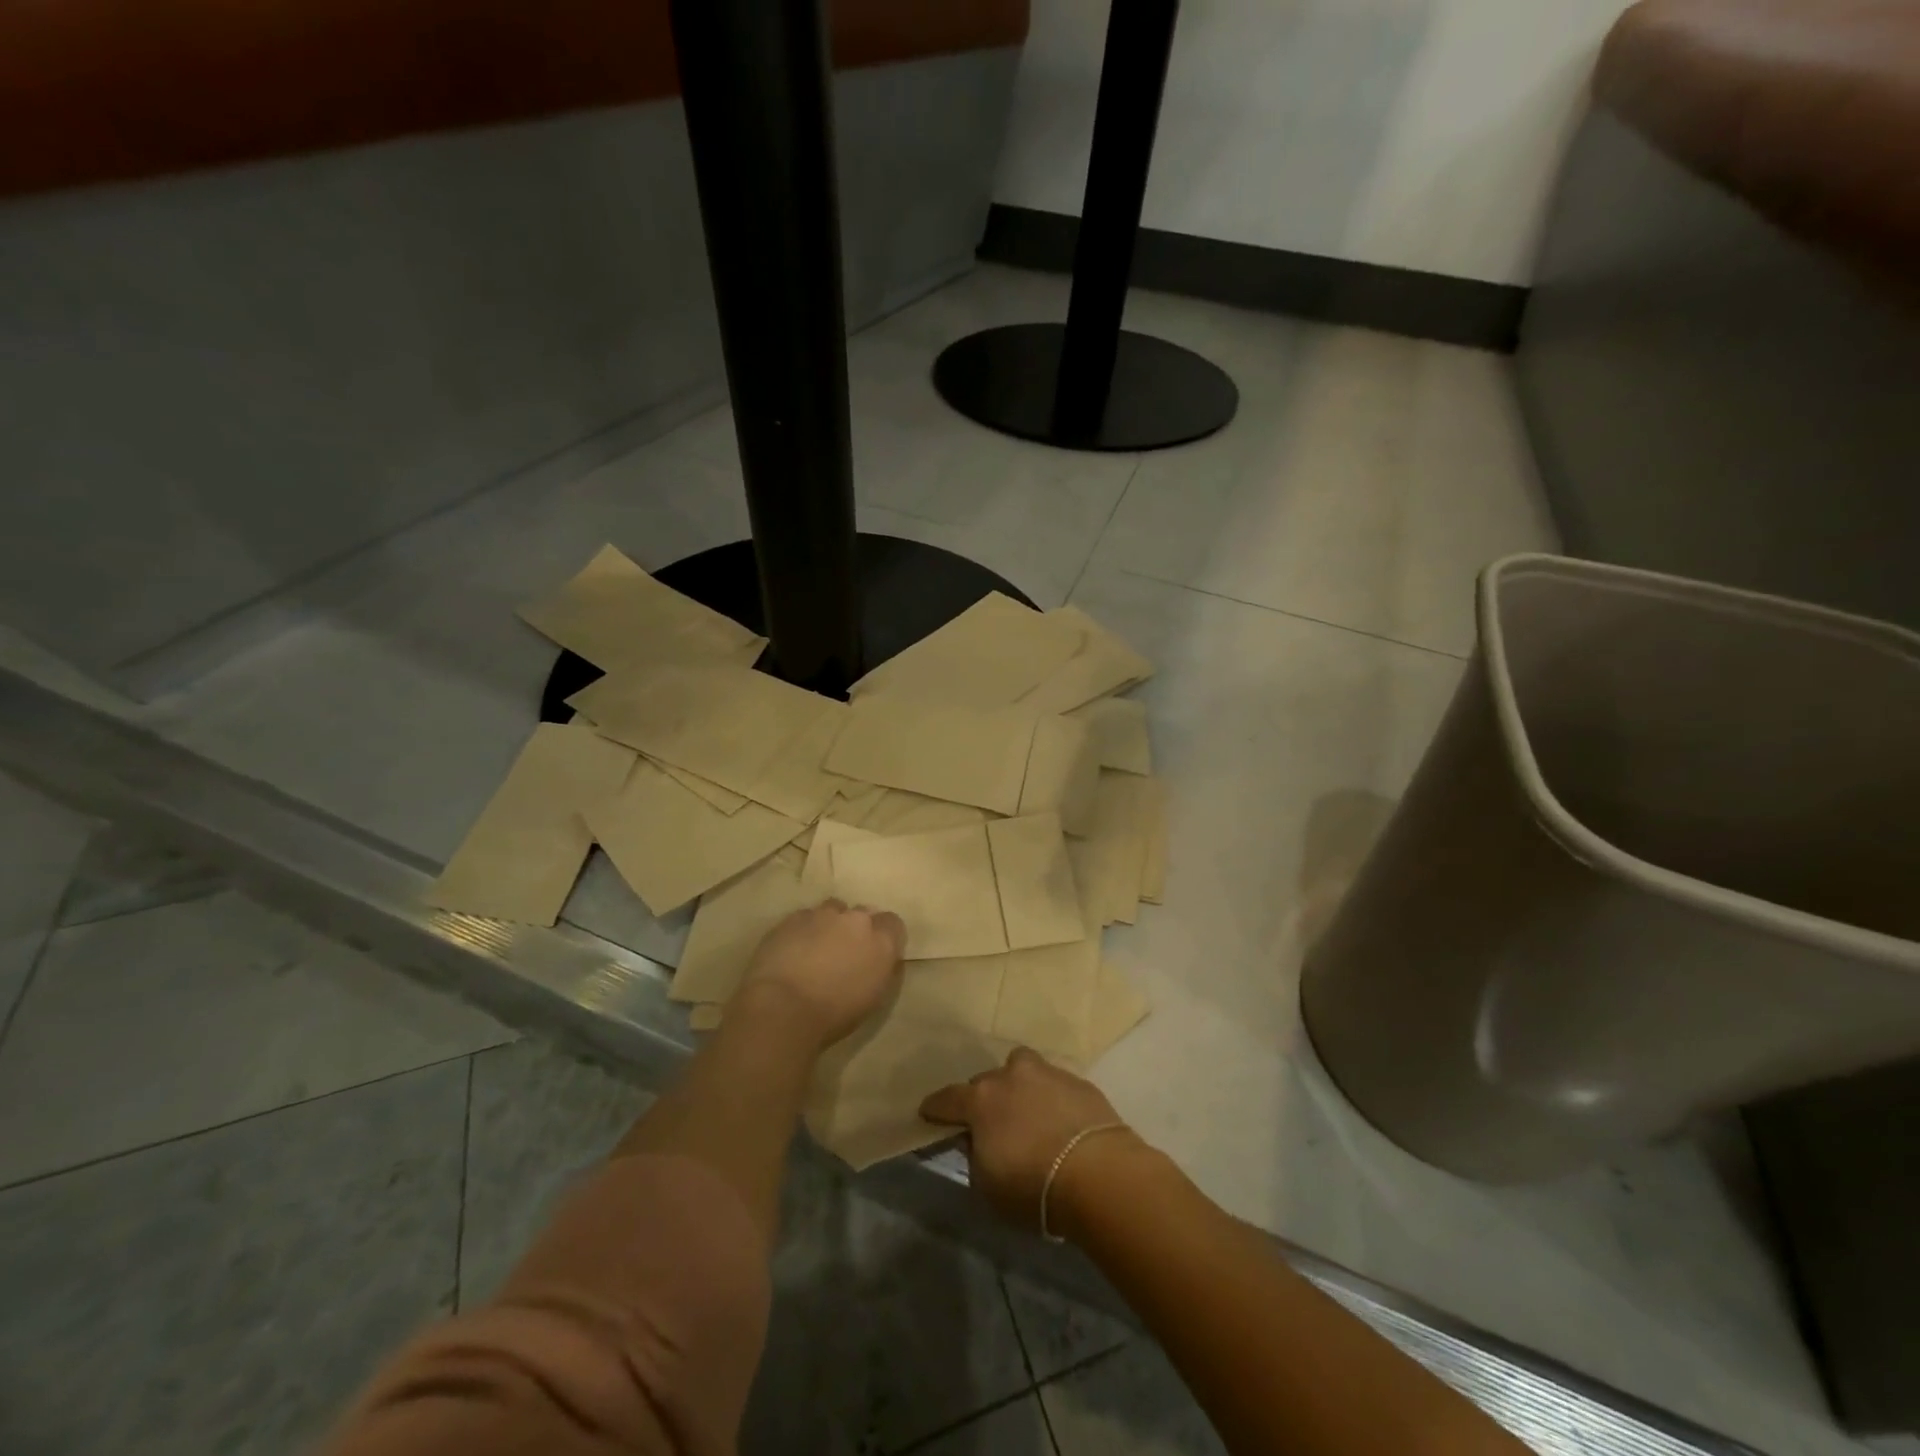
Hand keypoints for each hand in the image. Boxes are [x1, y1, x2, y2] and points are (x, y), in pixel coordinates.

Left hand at [737, 899, 905, 1049]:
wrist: (782, 1008)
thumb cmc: (833, 1014)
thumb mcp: (873, 1000)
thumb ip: (881, 970)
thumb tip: (880, 960)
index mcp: (881, 942)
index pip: (893, 924)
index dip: (884, 936)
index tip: (875, 953)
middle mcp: (856, 920)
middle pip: (863, 913)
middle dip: (856, 929)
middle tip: (844, 954)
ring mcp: (823, 915)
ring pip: (833, 910)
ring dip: (830, 924)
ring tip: (817, 948)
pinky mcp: (793, 918)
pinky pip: (805, 917)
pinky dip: (804, 929)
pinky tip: (793, 950)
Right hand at [920, 1048, 1139, 1236]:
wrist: (1098, 1173)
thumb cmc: (1033, 1187)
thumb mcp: (987, 1187)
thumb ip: (975, 1158)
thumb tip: (975, 1142)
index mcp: (981, 1100)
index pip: (947, 1098)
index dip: (935, 1107)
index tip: (927, 1112)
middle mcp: (1010, 1077)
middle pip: (986, 1081)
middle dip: (983, 1098)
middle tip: (989, 1122)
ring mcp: (1047, 1073)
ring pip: (1022, 1068)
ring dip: (1018, 1085)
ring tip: (1026, 1110)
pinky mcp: (1078, 1081)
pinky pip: (1054, 1084)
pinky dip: (1050, 1097)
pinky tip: (1059, 1120)